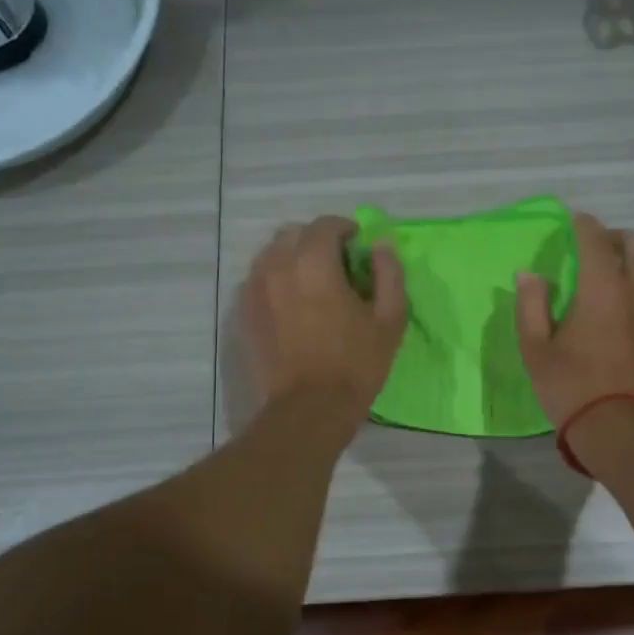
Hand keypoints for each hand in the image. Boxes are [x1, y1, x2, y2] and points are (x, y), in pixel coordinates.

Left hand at [244, 216, 406, 435]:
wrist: (309, 409)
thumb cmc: (356, 364)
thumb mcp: (389, 319)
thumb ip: (389, 273)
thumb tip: (380, 245)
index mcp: (315, 263)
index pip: (326, 225)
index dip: (345, 229)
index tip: (359, 245)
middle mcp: (278, 266)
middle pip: (294, 234)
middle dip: (317, 240)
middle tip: (337, 264)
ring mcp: (255, 289)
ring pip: (271, 254)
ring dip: (293, 257)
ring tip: (312, 282)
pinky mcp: (244, 313)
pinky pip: (258, 280)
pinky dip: (275, 279)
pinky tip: (291, 303)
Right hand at [515, 211, 633, 430]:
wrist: (622, 430)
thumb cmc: (572, 388)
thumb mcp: (536, 349)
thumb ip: (531, 305)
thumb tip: (529, 274)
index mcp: (602, 288)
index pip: (596, 239)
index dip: (584, 225)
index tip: (575, 221)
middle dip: (618, 237)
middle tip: (599, 249)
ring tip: (622, 273)